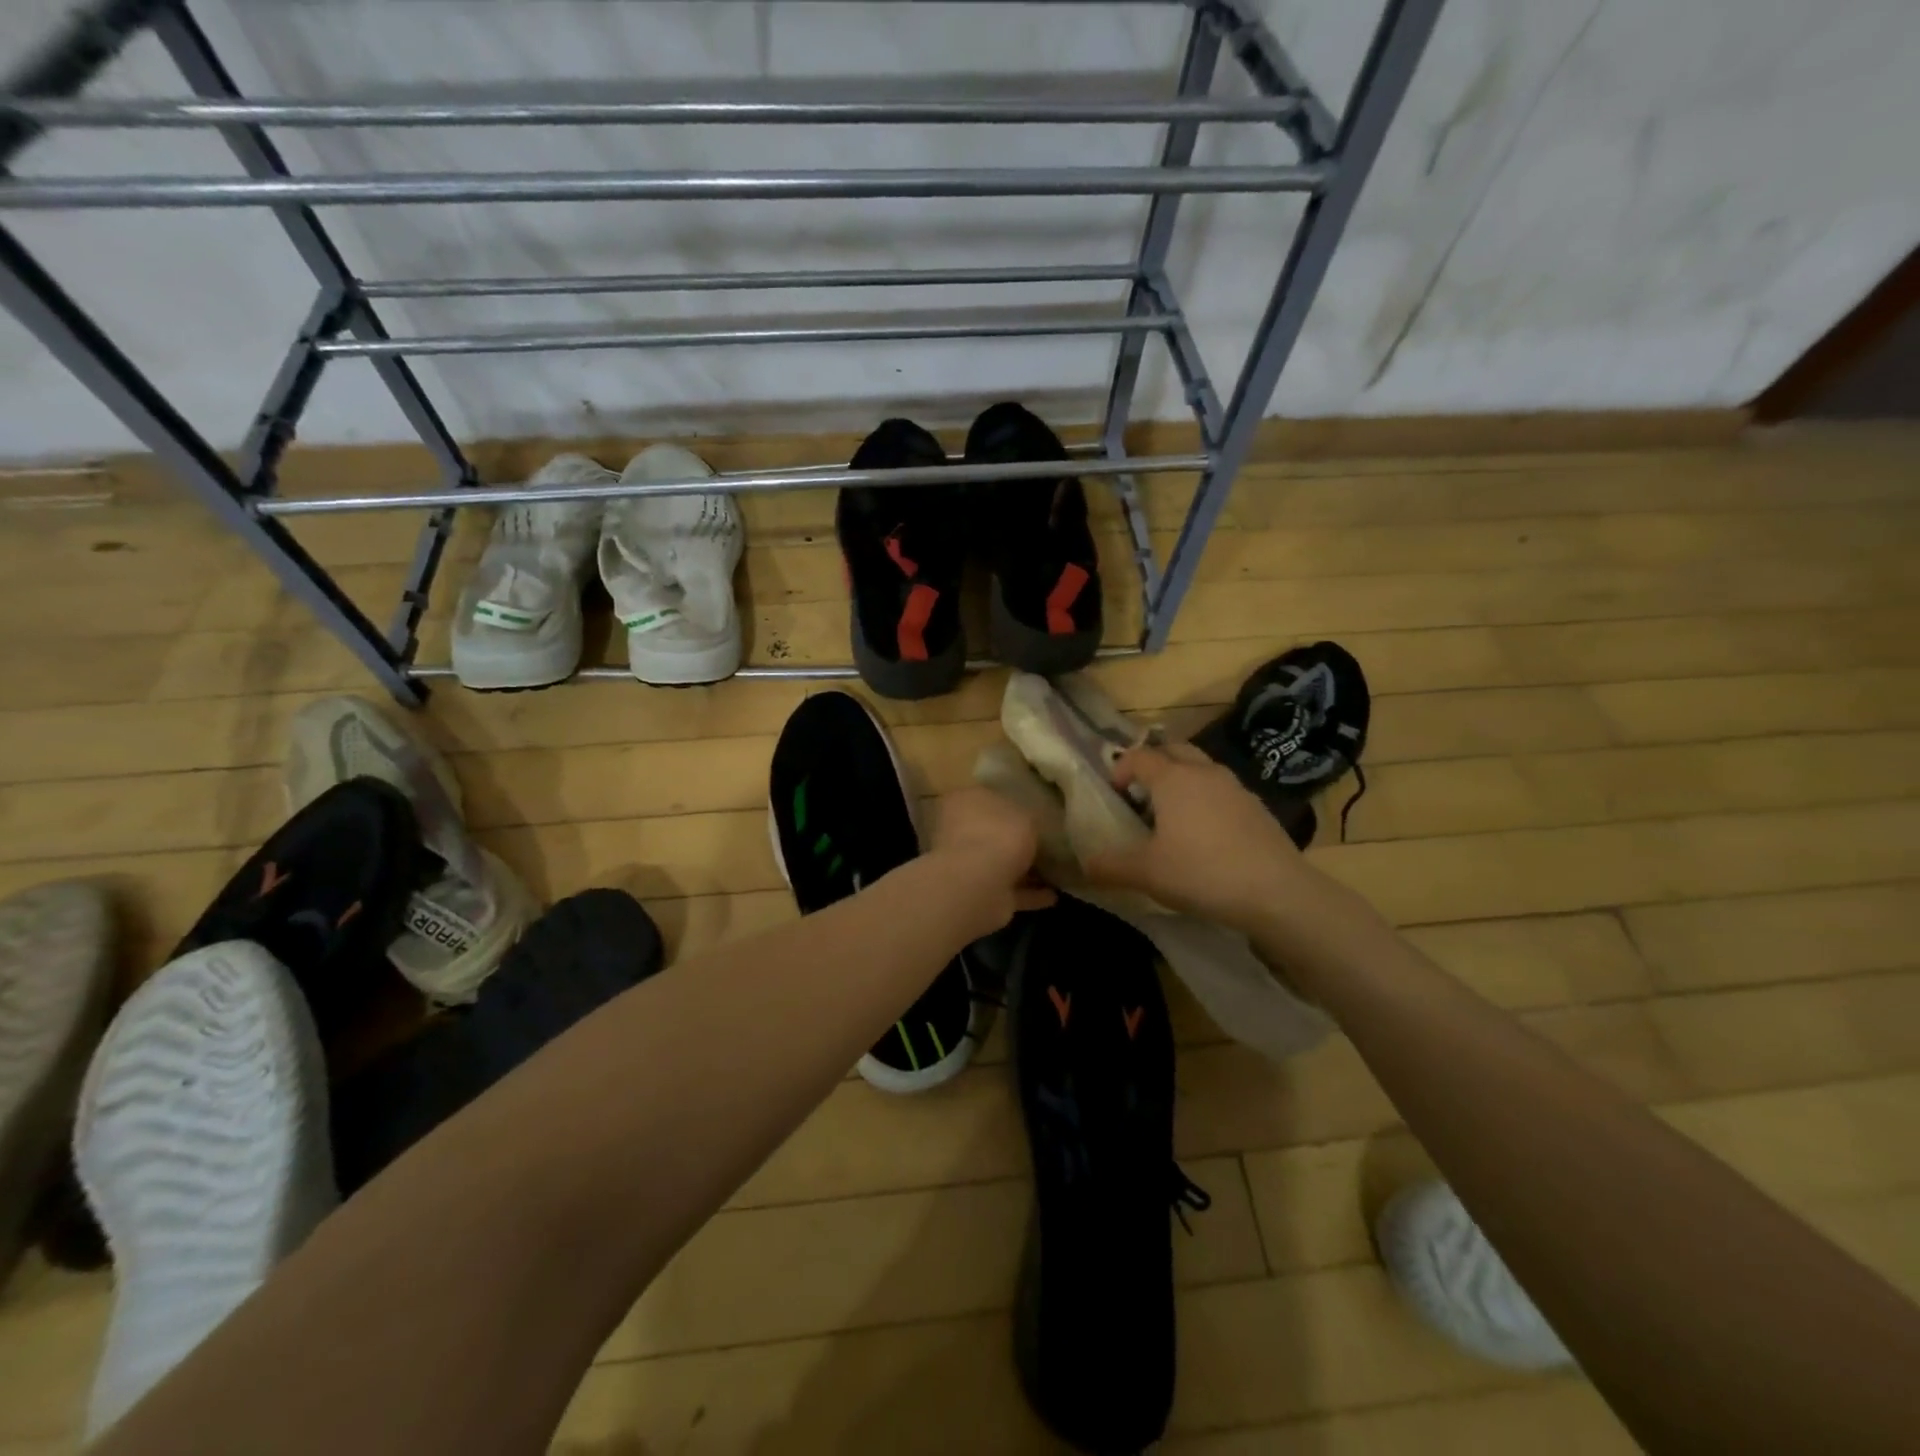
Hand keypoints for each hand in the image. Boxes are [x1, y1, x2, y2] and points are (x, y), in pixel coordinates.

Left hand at [923, 786, 1056, 937]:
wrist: (979, 884)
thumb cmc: (999, 834)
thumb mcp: (1026, 813)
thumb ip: (1027, 817)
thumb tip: (1029, 823)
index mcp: (964, 801)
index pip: (984, 796)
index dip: (1006, 802)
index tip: (1030, 809)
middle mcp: (959, 830)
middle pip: (990, 831)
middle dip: (1013, 838)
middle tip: (1044, 841)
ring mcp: (966, 864)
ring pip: (998, 863)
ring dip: (1023, 869)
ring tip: (1055, 870)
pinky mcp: (979, 893)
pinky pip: (1009, 890)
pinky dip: (1029, 894)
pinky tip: (1054, 895)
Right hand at [1083, 743, 1305, 930]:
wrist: (1276, 892)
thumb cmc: (1201, 872)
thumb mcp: (1146, 873)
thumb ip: (1110, 866)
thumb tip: (1086, 864)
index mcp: (1173, 778)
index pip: (1139, 756)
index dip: (1120, 768)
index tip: (1114, 793)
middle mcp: (1204, 772)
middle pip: (1173, 750)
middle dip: (1154, 764)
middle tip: (1142, 795)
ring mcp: (1235, 787)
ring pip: (1201, 768)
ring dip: (1182, 780)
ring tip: (1173, 814)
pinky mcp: (1257, 807)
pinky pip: (1222, 790)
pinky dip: (1207, 799)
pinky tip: (1206, 834)